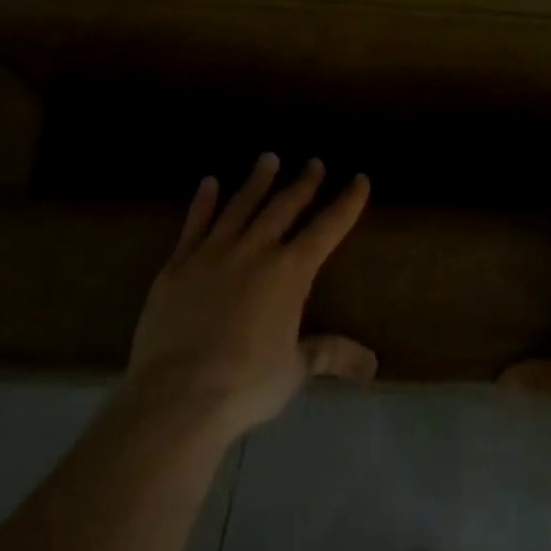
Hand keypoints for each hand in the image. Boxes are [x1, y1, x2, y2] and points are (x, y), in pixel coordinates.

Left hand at [124, 153, 376, 440]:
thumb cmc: (246, 383)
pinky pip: (195, 223)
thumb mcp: (295, 369)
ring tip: (268, 158)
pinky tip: (209, 182)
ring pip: (241, 205)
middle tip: (314, 163)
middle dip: (303, 183)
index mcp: (290, 273)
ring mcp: (213, 252)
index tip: (359, 179)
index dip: (347, 203)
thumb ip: (330, 354)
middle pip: (284, 206)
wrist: (178, 393)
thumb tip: (371, 365)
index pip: (327, 228)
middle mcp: (255, 251)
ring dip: (257, 180)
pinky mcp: (179, 264)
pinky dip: (204, 201)